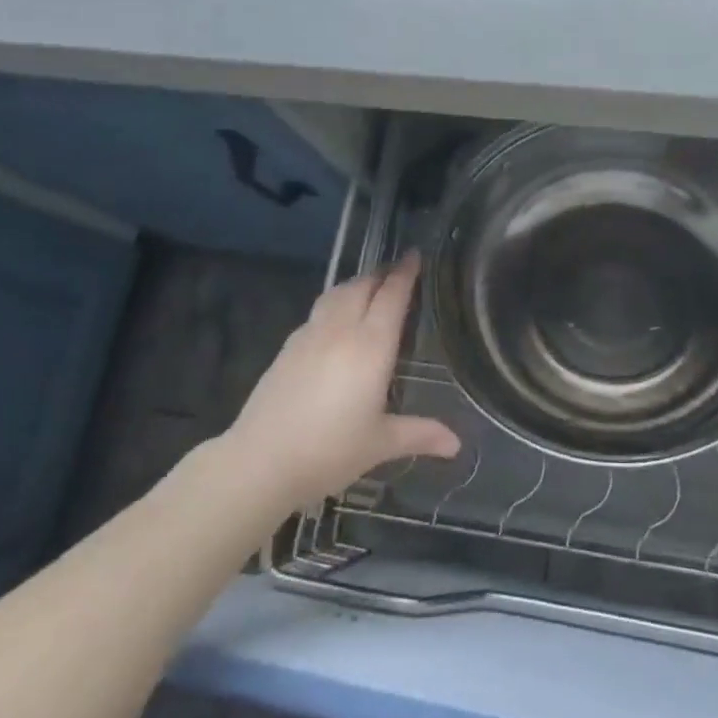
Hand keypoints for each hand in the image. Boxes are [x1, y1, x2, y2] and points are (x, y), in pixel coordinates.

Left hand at [227, 251, 460, 506]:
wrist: (260, 463)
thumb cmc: (330, 451)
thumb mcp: (380, 444)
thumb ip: (420, 434)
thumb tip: (457, 444)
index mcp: (371, 346)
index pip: (392, 296)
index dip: (405, 273)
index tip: (415, 255)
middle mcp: (341, 330)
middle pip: (362, 286)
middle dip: (381, 274)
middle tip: (397, 272)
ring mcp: (309, 336)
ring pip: (336, 294)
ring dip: (356, 284)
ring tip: (368, 289)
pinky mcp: (287, 348)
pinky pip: (317, 312)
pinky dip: (334, 304)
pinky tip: (335, 322)